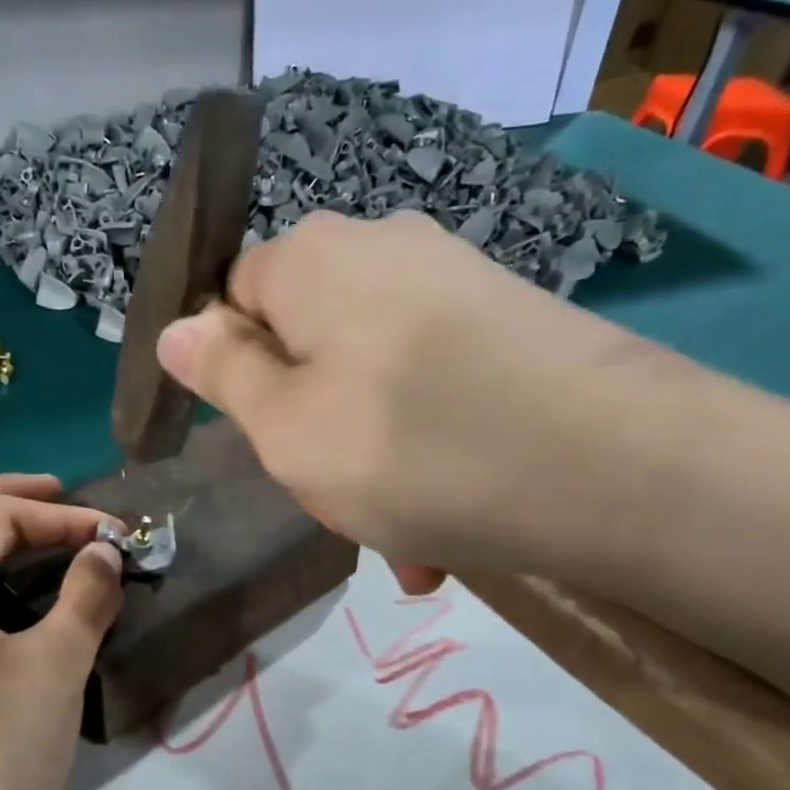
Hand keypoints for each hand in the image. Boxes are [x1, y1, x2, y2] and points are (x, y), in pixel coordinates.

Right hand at [155, 210, 704, 592]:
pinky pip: (433, 394)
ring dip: (372, 465)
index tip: (262, 439)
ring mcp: (454, 284)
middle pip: (308, 345)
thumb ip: (224, 376)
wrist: (611, 468)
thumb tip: (178, 329)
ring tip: (405, 540)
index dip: (232, 370)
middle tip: (337, 502)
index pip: (233, 296)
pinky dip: (426, 455)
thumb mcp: (287, 429)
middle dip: (311, 430)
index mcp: (313, 260)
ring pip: (372, 384)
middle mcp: (383, 249)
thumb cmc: (411, 450)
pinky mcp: (509, 324)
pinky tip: (449, 528)